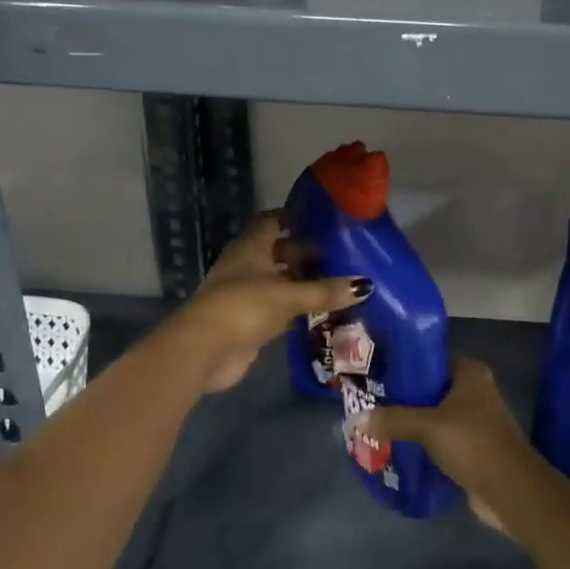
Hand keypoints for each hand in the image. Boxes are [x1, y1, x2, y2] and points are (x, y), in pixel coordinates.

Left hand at [173, 213, 369, 392]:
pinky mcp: (249, 320)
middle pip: (278, 251)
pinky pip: (278, 307)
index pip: (272, 221)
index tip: (322, 220)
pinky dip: (297, 307)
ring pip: (279, 281)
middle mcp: (246, 265)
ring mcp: (245, 294)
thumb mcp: (288, 296)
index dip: (294, 217)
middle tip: (339, 254)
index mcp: (250, 247)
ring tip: (337, 281)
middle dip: (305, 253)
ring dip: (302, 282)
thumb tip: (365, 285)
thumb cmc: (244, 307)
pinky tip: (322, 310)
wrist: (204, 350)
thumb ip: (325, 291)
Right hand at [365, 357, 537, 532]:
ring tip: (376, 423)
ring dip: (412, 421)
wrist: (511, 491)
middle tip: (370, 399)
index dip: (406, 363)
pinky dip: (422, 443)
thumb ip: (392, 419)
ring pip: (435, 415)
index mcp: (471, 373)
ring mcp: (476, 421)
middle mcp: (475, 392)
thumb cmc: (473, 443)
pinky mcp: (473, 448)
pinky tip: (397, 447)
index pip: (433, 358)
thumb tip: (354, 420)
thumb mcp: (428, 426)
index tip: (378, 370)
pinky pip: (441, 439)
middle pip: (432, 388)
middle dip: (404, 395)